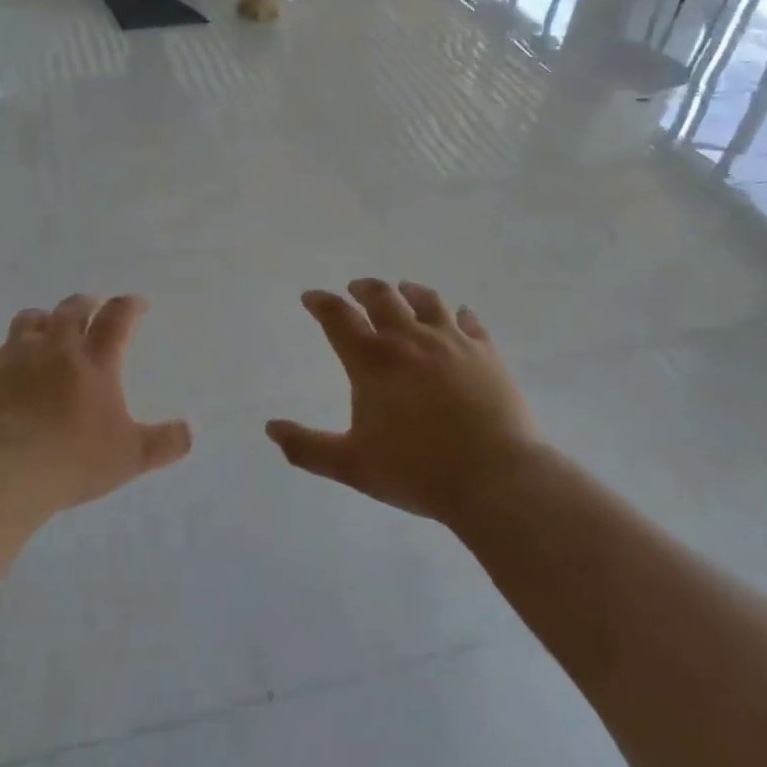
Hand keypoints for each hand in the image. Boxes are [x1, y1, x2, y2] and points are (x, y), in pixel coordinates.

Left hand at [0, 294, 190, 516]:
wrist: (2, 471)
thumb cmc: (72, 461)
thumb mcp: (129, 458)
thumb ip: (164, 443)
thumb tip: (190, 432)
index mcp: (95, 360)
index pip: (117, 318)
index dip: (130, 305)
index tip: (137, 304)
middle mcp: (56, 347)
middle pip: (71, 309)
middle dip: (85, 304)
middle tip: (91, 307)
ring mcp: (15, 356)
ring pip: (28, 320)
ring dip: (40, 319)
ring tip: (45, 327)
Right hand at [267, 280, 540, 524]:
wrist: (495, 478)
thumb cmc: (417, 472)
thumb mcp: (353, 466)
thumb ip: (307, 447)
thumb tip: (270, 428)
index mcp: (372, 362)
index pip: (338, 317)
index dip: (321, 302)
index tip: (312, 297)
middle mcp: (409, 340)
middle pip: (382, 296)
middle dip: (363, 288)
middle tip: (355, 289)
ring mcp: (451, 341)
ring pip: (426, 300)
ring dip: (408, 291)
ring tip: (402, 290)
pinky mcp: (485, 352)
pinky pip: (470, 321)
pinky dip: (458, 314)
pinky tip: (459, 316)